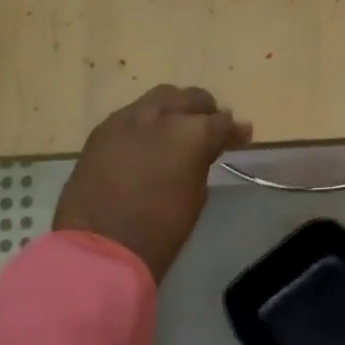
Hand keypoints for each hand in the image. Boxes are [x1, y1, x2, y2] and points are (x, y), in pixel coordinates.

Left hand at [53, 84, 252, 281]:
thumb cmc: (160, 229)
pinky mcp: (101, 131)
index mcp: (190, 133)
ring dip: (174, 108)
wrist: (101, 246)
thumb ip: (202, 162)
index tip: (242, 136)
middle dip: (204, 109)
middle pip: (188, 98)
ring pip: (157, 99)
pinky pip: (131, 115)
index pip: (220, 122)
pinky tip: (148, 137)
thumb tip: (207, 148)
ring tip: (179, 126)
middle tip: (212, 124)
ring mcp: (126, 120)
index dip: (235, 130)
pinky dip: (146, 121)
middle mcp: (159, 116)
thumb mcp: (195, 195)